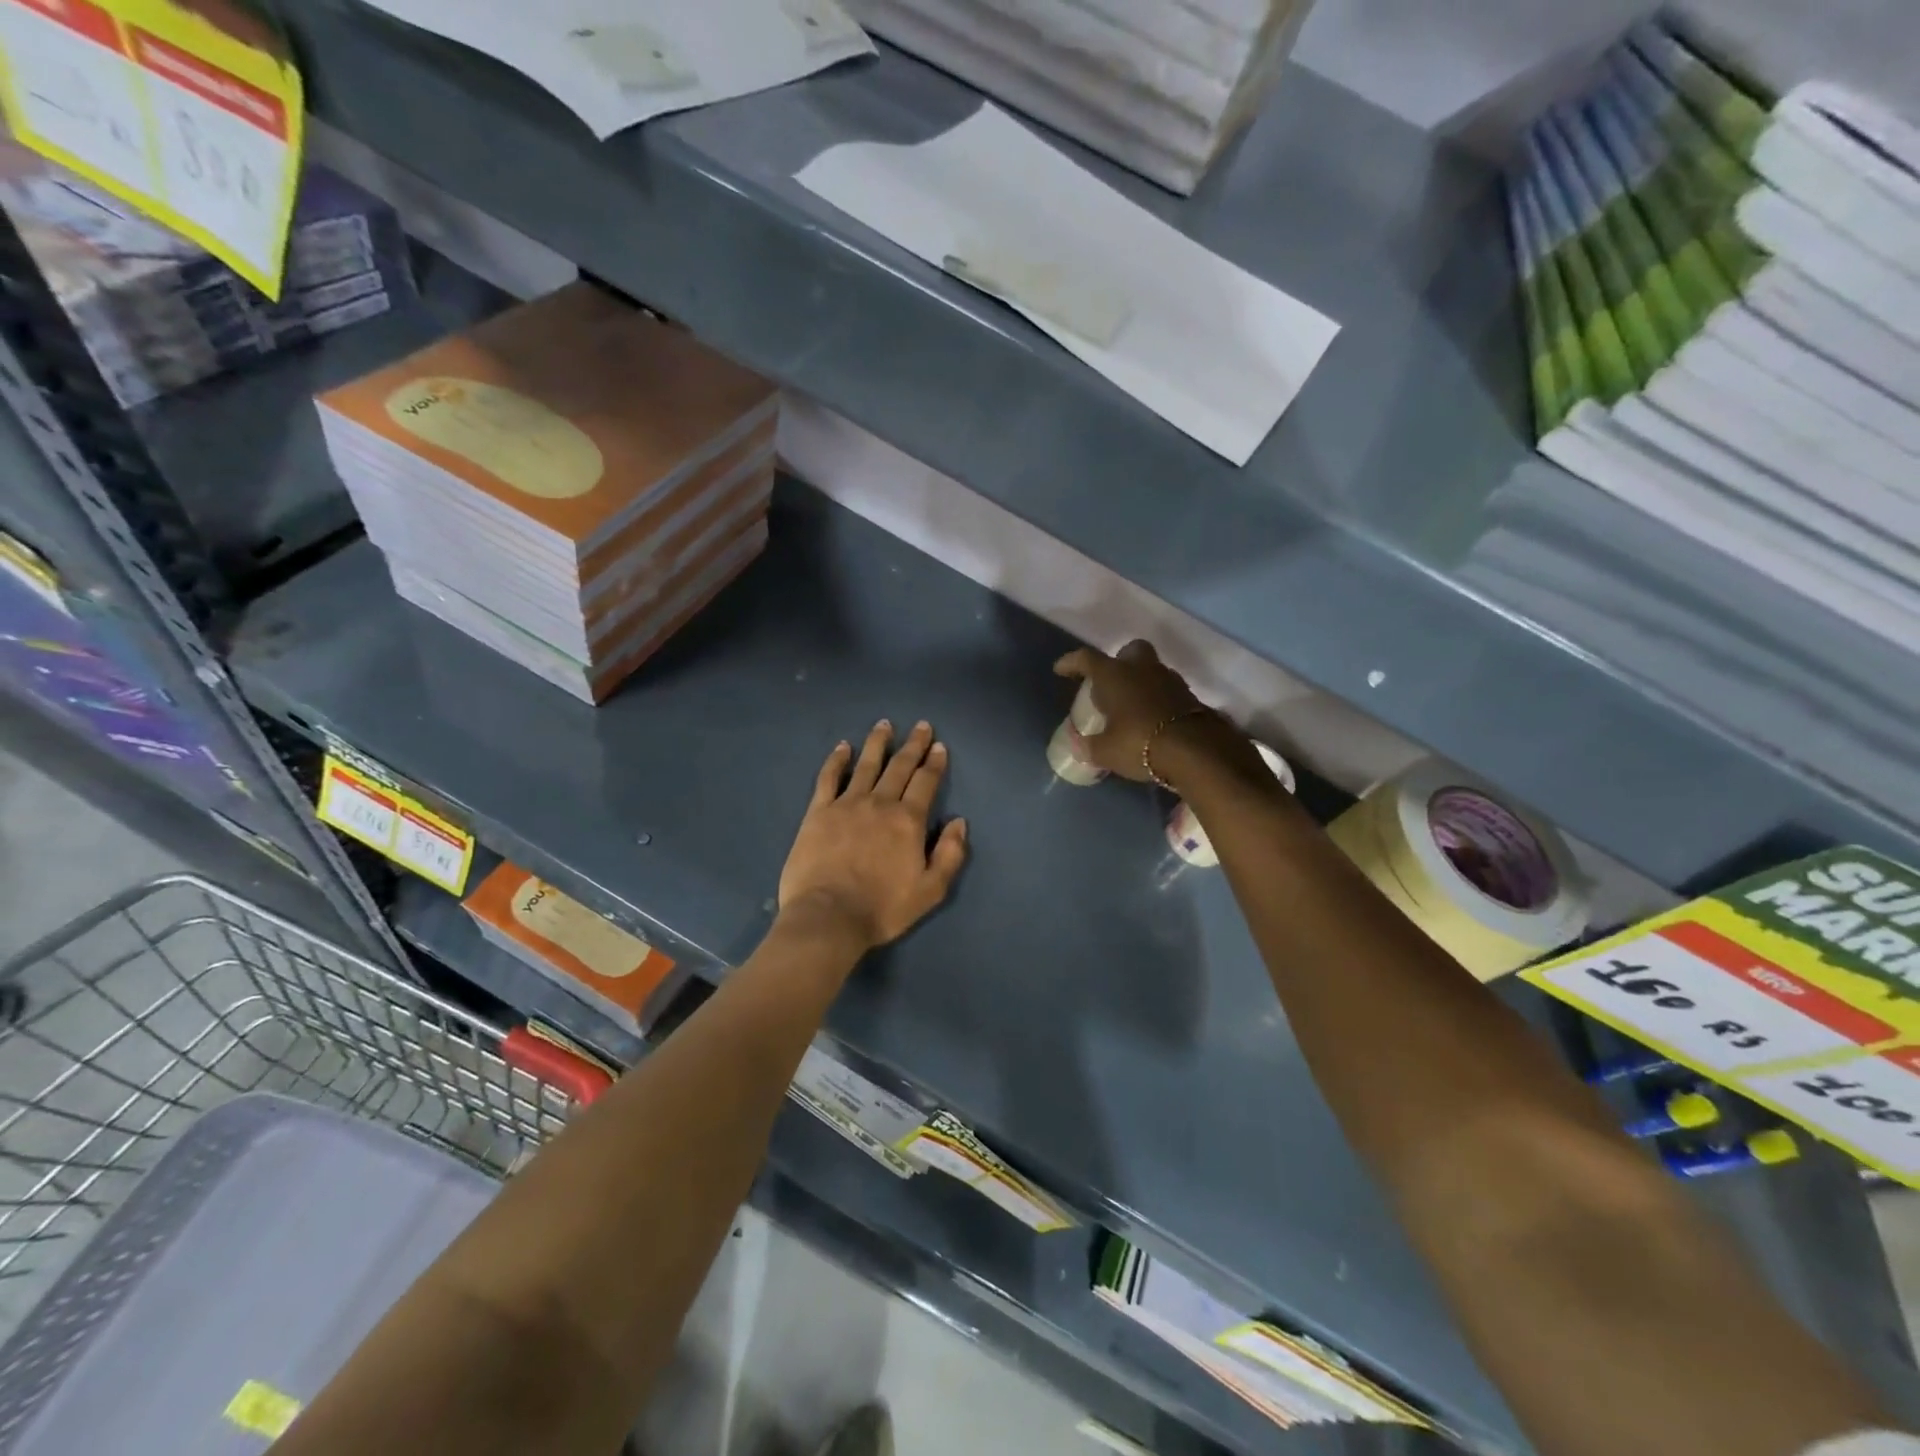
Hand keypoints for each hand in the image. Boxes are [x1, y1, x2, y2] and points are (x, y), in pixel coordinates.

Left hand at [778, 720, 968, 951]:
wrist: (828, 917)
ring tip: (884, 725)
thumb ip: (949, 854)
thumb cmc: (883, 908)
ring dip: (877, 743)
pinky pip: (829, 778)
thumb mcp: (930, 890)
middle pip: (899, 767)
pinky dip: (837, 760)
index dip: (934, 763)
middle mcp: (880, 803)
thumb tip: (959, 822)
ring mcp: (846, 804)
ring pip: (866, 765)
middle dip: (912, 745)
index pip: (925, 782)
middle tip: (921, 726)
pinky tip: (842, 747)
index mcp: (908, 820)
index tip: (939, 746)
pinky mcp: (818, 812)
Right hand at [1054, 641, 1253, 788]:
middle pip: (1130, 651)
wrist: (1195, 752)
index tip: (1061, 669)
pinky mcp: (1190, 697)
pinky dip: (1157, 699)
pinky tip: (1151, 718)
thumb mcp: (1105, 751)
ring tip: (1130, 707)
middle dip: (1119, 662)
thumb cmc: (1138, 743)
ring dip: (1140, 682)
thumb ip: (1089, 746)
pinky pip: (1167, 691)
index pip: (1087, 659)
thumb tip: (1078, 744)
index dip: (1072, 662)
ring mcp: (1169, 680)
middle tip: (1110, 683)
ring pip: (1151, 670)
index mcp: (1114, 675)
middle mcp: (1142, 669)